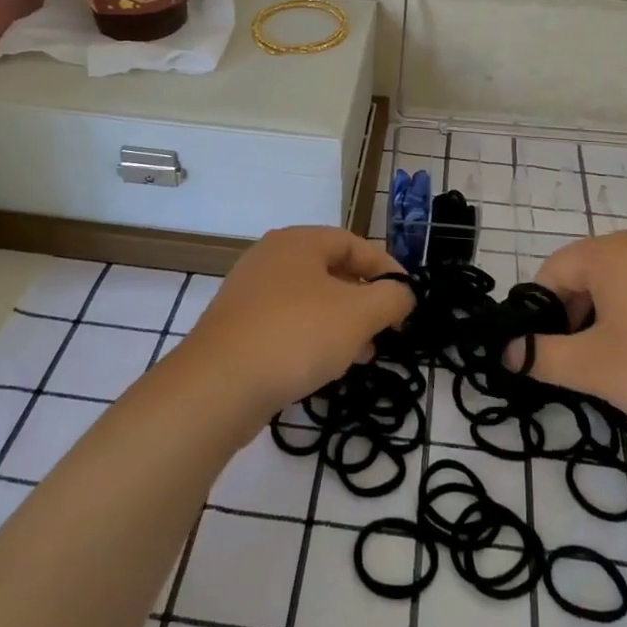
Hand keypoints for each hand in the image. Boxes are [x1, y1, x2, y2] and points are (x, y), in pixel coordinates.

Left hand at [176, 227, 413, 418]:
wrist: (218, 385)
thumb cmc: (297, 335)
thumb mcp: (359, 314)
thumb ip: (392, 298)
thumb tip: (403, 294)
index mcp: (299, 241)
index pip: (354, 244)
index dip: (387, 269)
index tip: (408, 299)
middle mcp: (271, 258)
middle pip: (332, 271)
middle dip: (365, 300)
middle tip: (387, 329)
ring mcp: (250, 293)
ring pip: (310, 300)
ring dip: (342, 323)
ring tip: (363, 354)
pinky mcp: (237, 328)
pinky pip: (287, 323)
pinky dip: (313, 338)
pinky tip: (326, 367)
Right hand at [526, 232, 626, 436]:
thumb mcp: (595, 367)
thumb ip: (542, 356)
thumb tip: (507, 350)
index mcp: (608, 253)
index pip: (550, 272)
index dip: (539, 314)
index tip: (545, 355)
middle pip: (584, 276)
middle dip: (573, 319)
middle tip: (581, 365)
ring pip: (618, 286)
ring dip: (604, 322)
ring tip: (618, 366)